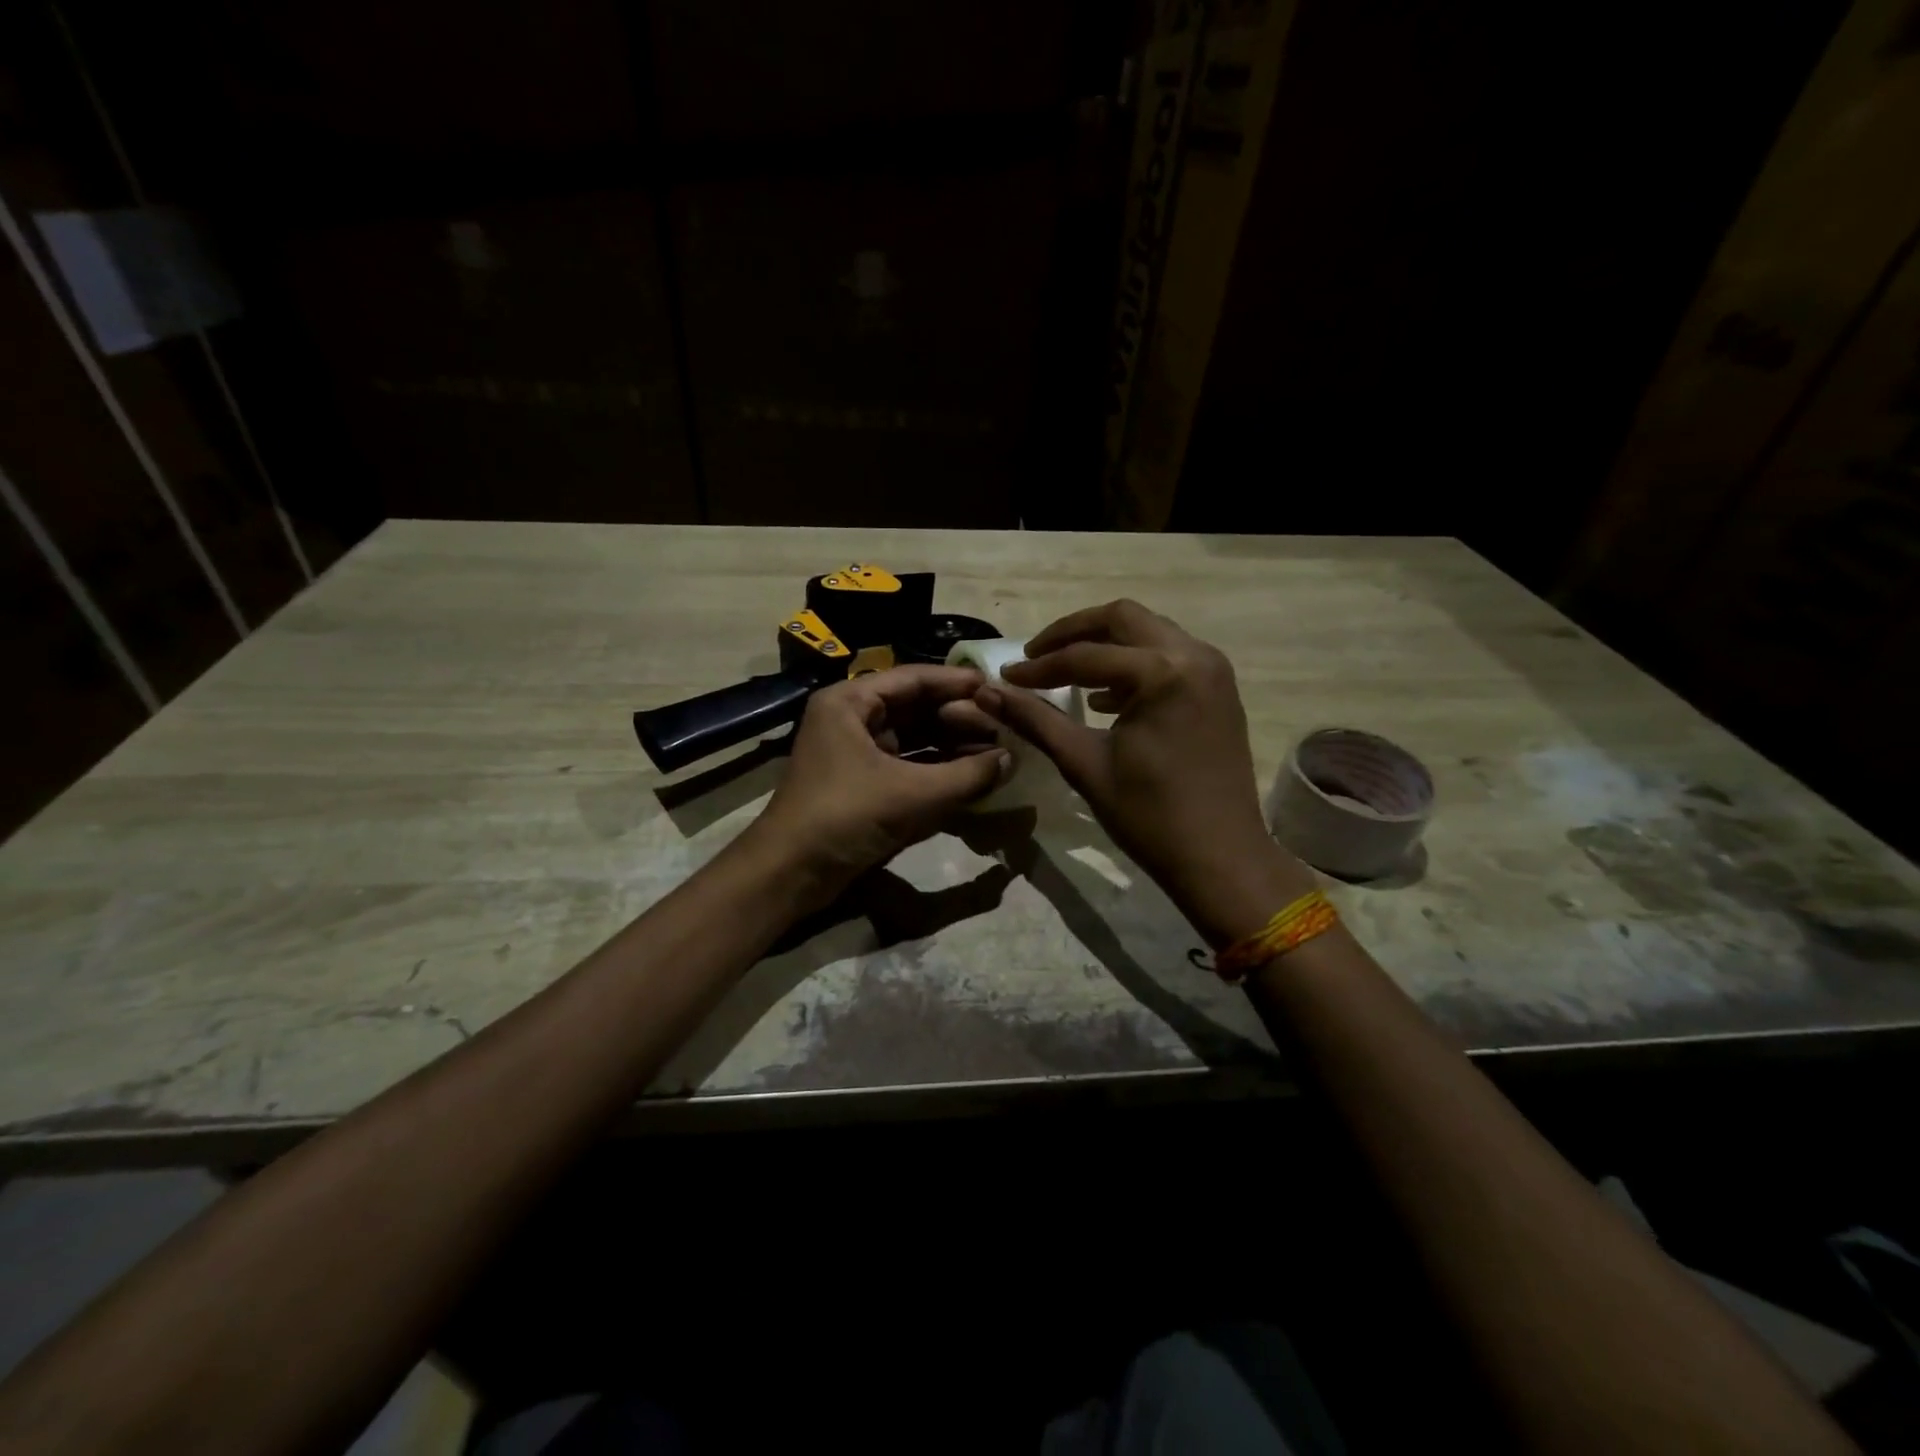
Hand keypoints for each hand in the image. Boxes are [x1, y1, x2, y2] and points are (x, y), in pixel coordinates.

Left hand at [747, 665, 1010, 908]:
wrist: (789, 872)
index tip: (997, 689)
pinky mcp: (861, 782)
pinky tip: (969, 776)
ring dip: (951, 745)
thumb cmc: (845, 816)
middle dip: (959, 718)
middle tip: (1003, 727)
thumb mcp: (912, 794)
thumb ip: (967, 775)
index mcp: (851, 701)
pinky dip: (935, 769)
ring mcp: (854, 751)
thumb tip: (1011, 760)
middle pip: (915, 707)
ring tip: (995, 752)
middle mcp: (851, 718)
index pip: (914, 679)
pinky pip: (905, 764)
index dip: (957, 683)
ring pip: (912, 737)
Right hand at [973, 600, 1314, 944]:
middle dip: (1074, 633)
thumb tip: (985, 693)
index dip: (1040, 666)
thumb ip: (1035, 719)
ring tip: (1066, 674)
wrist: (1221, 857)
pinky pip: (1169, 657)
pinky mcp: (1219, 690)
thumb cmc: (1149, 815)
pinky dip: (1134, 665)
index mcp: (1163, 672)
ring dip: (1106, 646)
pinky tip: (1105, 698)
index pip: (1085, 655)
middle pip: (1123, 619)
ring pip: (1148, 633)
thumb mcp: (1084, 763)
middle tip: (1036, 656)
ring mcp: (1213, 671)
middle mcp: (1194, 656)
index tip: (1007, 677)